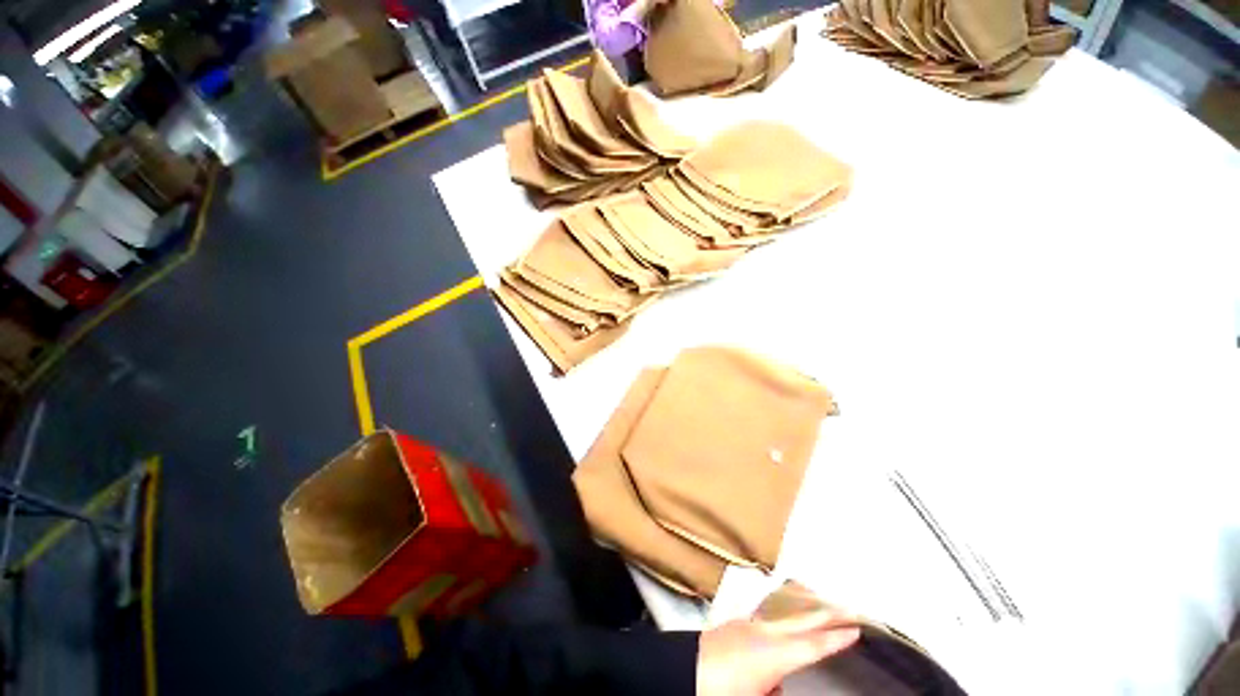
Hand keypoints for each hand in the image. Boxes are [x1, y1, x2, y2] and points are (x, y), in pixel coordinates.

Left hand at [696, 607, 860, 695]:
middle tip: (848, 608)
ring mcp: (745, 625)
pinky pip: (766, 620)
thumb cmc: (718, 689)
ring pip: (783, 615)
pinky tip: (784, 629)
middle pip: (800, 619)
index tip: (857, 628)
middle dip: (825, 612)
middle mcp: (761, 632)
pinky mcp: (733, 627)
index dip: (837, 637)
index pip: (813, 644)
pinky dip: (783, 620)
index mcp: (772, 652)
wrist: (679, 670)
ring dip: (804, 612)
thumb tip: (782, 686)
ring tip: (822, 612)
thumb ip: (777, 690)